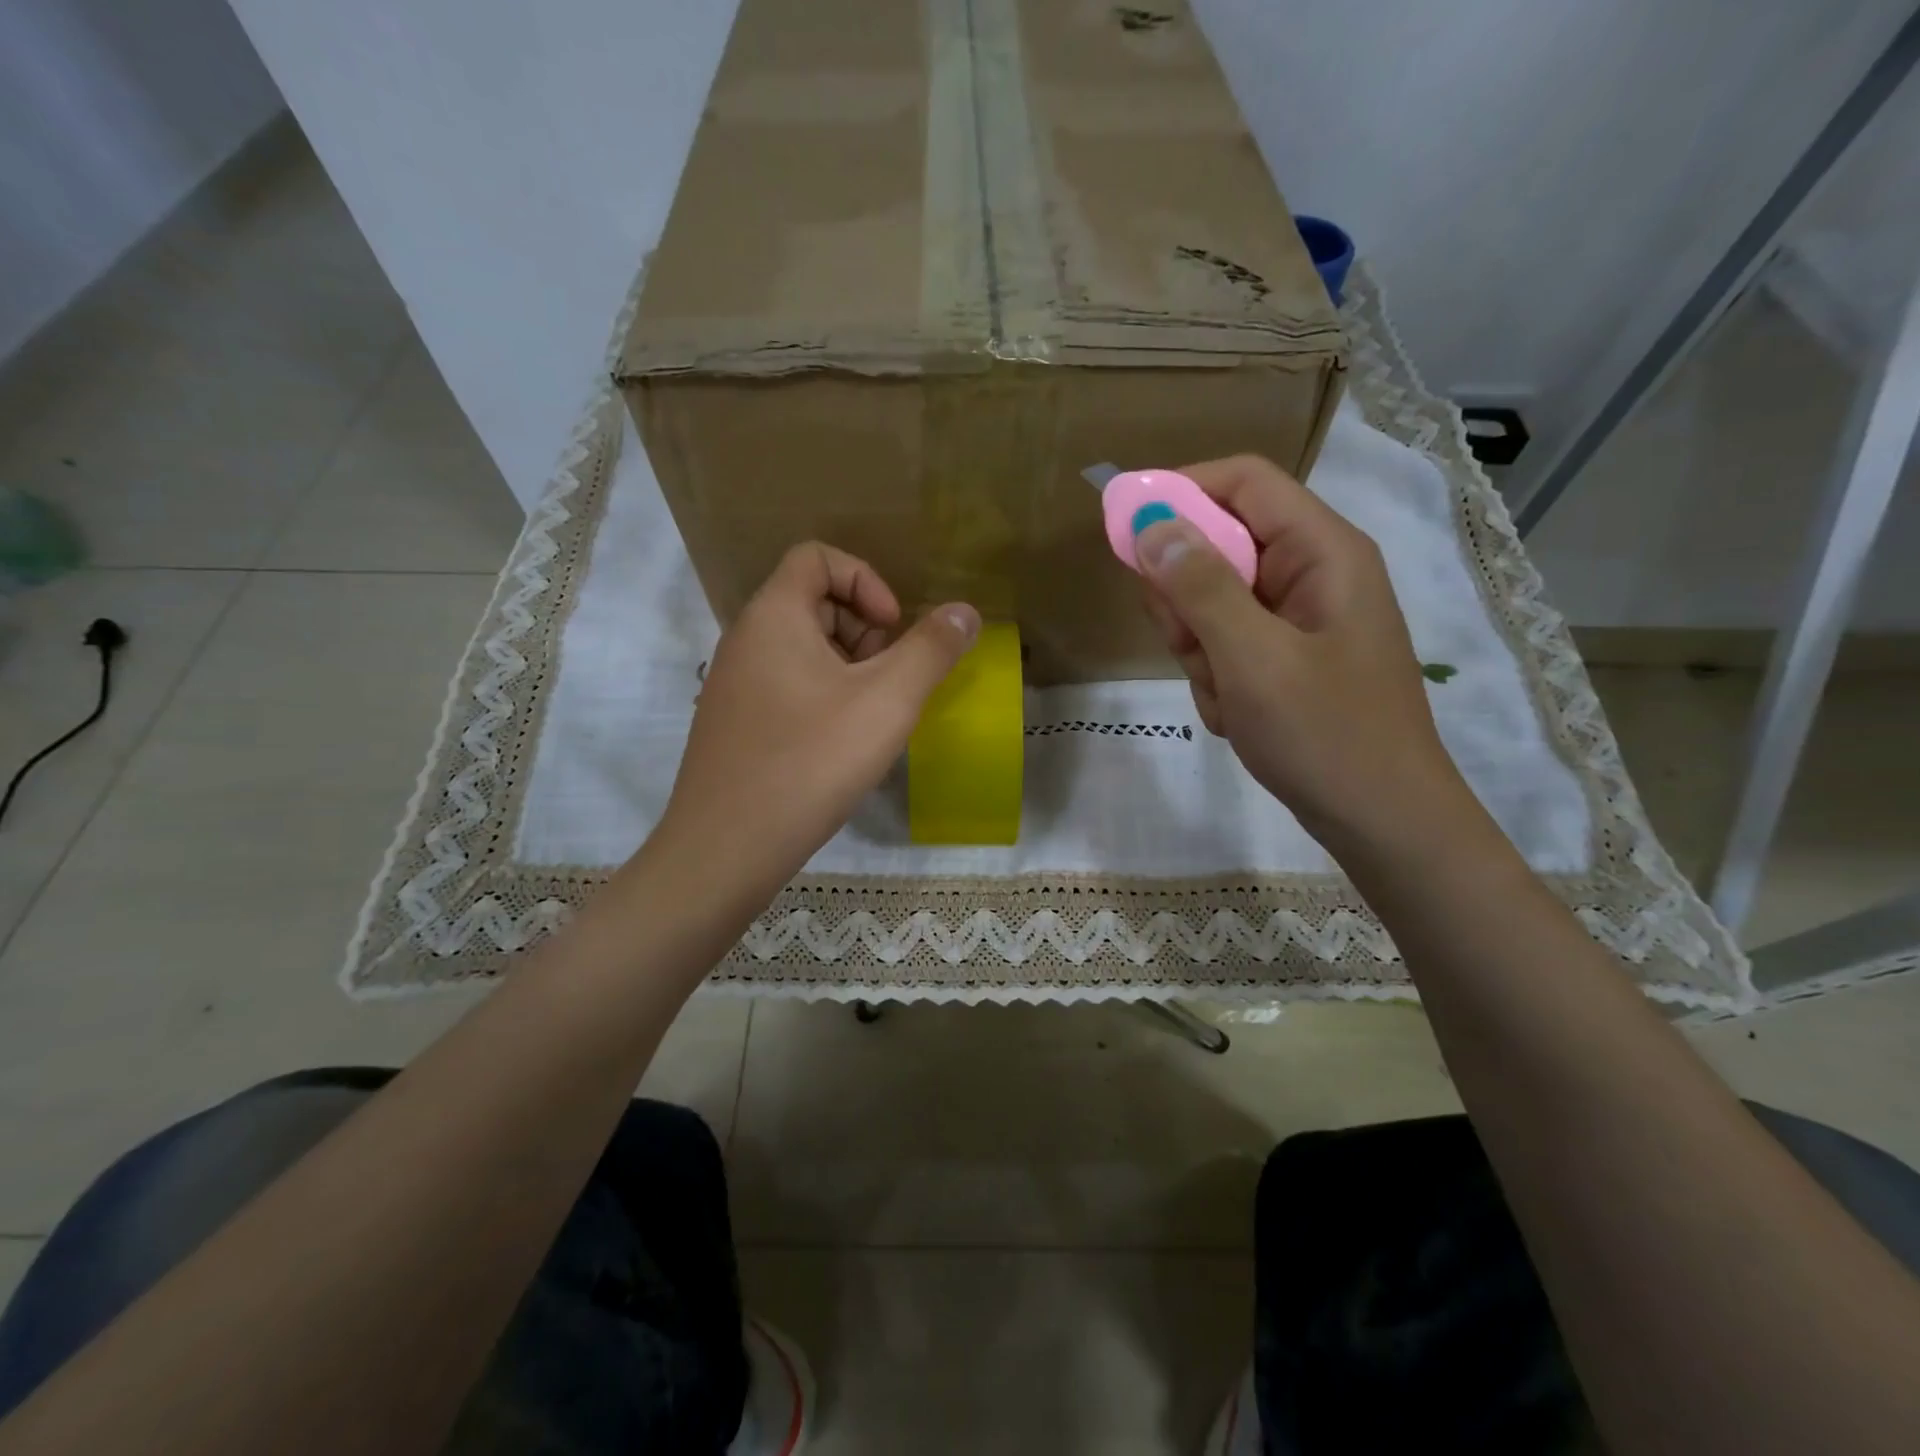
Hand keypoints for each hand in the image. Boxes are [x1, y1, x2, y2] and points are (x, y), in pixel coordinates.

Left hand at [657, 543, 979, 903]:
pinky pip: (787, 686)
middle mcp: (745, 639)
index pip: (816, 557)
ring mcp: (734, 685)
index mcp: (773, 615)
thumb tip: (965, 611)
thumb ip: (931, 649)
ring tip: (873, 717)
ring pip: (802, 649)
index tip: (892, 630)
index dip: (865, 580)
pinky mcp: (735, 724)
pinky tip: (842, 744)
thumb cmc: (811, 761)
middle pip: (813, 601)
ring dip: (849, 667)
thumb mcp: (887, 701)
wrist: (726, 848)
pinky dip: (824, 697)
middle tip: (890, 680)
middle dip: (864, 630)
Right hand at [1133, 455, 1466, 850]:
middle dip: (1187, 598)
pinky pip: (1226, 644)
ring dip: (1201, 648)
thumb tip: (1151, 526)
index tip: (1123, 528)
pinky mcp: (1287, 657)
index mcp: (1321, 551)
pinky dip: (1218, 678)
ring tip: (1226, 693)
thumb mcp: (1253, 659)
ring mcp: (1299, 619)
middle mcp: (1311, 573)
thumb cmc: (1325, 735)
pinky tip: (1237, 714)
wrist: (1381, 821)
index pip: (1241, 481)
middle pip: (1218, 545)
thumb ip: (1200, 588)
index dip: (1179, 490)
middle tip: (1187, 644)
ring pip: (1213, 603)